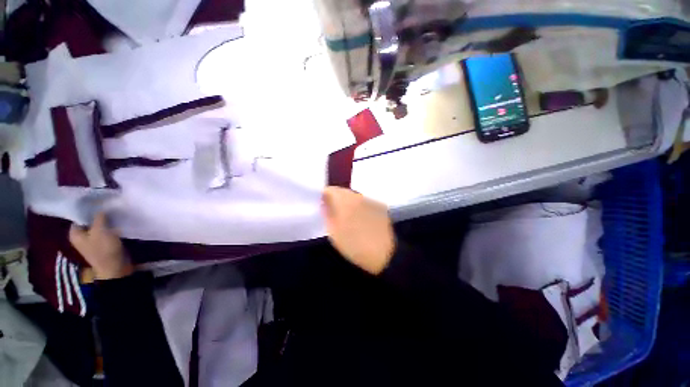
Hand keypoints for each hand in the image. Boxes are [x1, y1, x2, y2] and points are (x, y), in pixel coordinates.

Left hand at [69, 212, 133, 279]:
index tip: (98, 202)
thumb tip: (100, 208)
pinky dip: (110, 227)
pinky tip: (117, 223)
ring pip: (98, 226)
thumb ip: (99, 218)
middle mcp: (81, 236)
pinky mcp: (103, 243)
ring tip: (114, 213)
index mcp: (75, 233)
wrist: (115, 267)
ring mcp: (92, 241)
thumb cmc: (104, 249)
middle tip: (108, 207)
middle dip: (98, 215)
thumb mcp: (100, 231)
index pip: (78, 216)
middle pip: (88, 221)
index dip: (87, 209)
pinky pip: (105, 232)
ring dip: (106, 221)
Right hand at [322, 187, 395, 274]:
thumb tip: (324, 203)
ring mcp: (371, 201)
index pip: (331, 190)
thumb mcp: (334, 232)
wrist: (384, 254)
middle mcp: (359, 196)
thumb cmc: (354, 245)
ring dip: (348, 203)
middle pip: (343, 192)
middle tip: (332, 211)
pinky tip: (360, 220)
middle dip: (336, 199)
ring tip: (347, 217)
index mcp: (346, 201)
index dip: (324, 195)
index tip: (322, 204)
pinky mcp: (380, 207)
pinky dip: (359, 207)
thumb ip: (327, 214)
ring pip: (354, 197)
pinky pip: (364, 202)